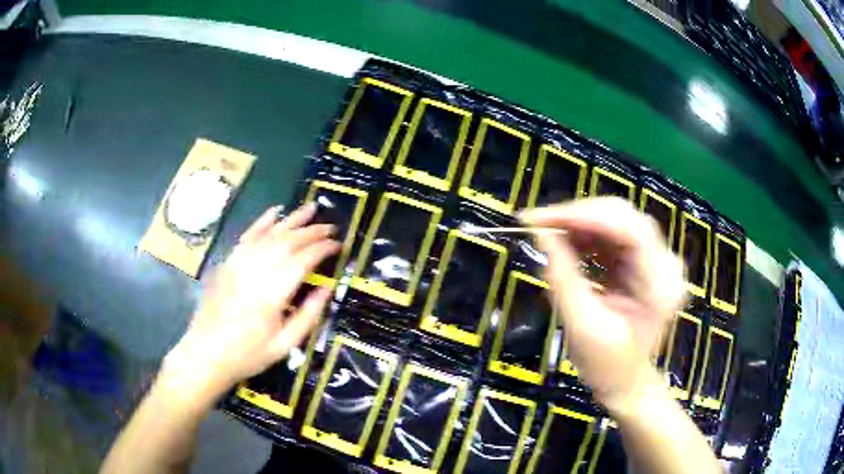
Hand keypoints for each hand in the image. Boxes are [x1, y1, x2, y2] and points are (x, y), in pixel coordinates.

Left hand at [163, 203, 339, 397]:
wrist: (206, 354)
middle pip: (287, 241)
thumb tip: (327, 288)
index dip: (323, 249)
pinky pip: (247, 236)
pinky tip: (275, 212)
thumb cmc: (248, 355)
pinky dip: (262, 222)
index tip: (339, 245)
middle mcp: (254, 271)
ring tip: (311, 208)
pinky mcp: (227, 263)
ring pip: (268, 233)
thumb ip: (308, 315)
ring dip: (292, 219)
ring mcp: (238, 264)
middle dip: (312, 231)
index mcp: (272, 294)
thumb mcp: (285, 344)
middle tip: (331, 228)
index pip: (303, 260)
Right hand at [520, 198, 684, 406]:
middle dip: (579, 216)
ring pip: (618, 220)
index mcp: (661, 285)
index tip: (540, 218)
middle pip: (624, 217)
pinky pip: (614, 233)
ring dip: (581, 224)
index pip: (629, 230)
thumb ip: (563, 278)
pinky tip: (568, 242)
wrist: (626, 381)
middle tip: (540, 225)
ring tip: (549, 234)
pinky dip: (587, 234)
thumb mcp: (582, 327)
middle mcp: (667, 263)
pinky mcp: (645, 259)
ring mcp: (658, 259)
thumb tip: (541, 233)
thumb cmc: (606, 365)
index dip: (584, 216)